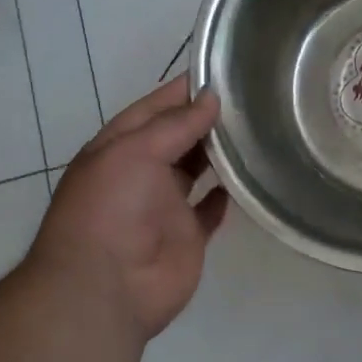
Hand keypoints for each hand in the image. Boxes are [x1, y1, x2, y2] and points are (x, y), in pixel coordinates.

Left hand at [28, 76, 227, 340]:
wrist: (106, 289)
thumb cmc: (111, 209)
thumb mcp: (134, 152)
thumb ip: (175, 124)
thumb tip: (211, 98)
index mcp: (119, 148)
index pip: (154, 108)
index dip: (183, 90)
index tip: (222, 72)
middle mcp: (141, 172)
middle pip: (177, 137)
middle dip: (205, 118)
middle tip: (250, 97)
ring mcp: (165, 205)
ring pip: (195, 169)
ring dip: (218, 152)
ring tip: (255, 128)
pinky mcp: (187, 236)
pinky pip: (209, 210)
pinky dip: (224, 196)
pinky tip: (247, 178)